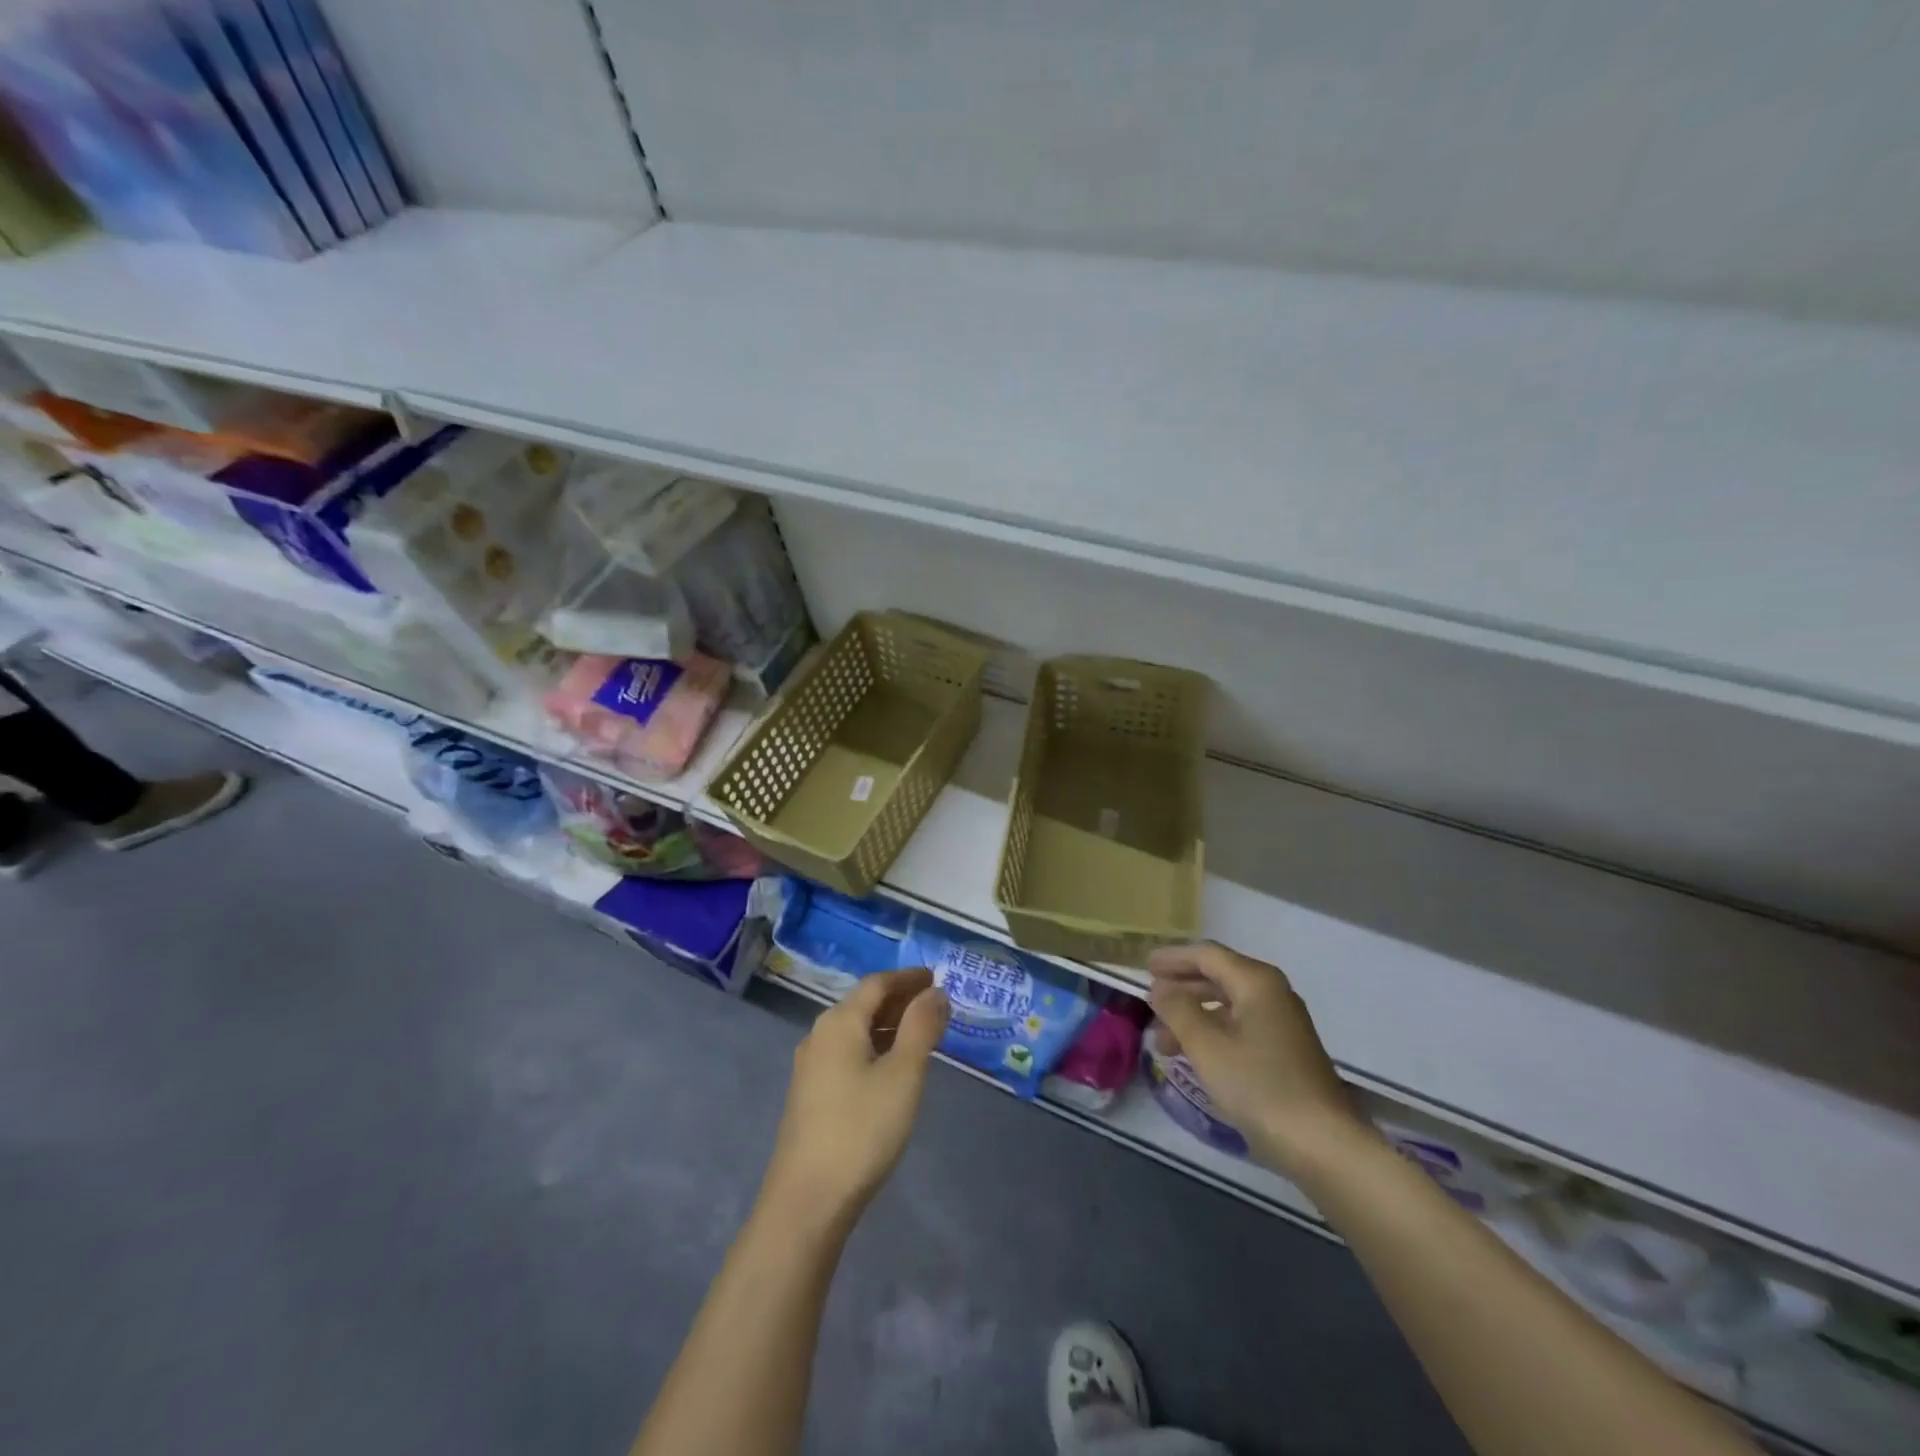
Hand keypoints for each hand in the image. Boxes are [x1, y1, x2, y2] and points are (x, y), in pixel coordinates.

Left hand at [758, 969, 949, 1238]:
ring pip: (854, 1031)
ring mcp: (810, 1067)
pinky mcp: (809, 1096)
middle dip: (899, 1000)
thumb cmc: (861, 1130)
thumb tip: (936, 992)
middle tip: (934, 1005)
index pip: (877, 983)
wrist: (806, 1202)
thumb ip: (921, 1028)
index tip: (936, 977)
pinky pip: (847, 1054)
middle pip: (863, 1004)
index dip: (908, 977)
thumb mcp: (903, 1075)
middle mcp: (819, 1035)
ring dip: (887, 1026)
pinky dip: (873, 1048)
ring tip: (919, 1035)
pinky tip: (890, 1069)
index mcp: (839, 1022)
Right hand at [1148, 942, 1370, 1177]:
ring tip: (1162, 1038)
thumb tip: (1159, 987)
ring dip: (1193, 1014)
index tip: (1144, 967)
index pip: (1207, 954)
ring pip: (1228, 1004)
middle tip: (1150, 998)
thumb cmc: (1259, 1086)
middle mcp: (1272, 993)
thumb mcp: (1207, 1046)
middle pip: (1218, 975)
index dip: (1173, 958)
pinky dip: (1213, 1031)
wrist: (1323, 1144)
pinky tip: (1194, 1054)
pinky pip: (1240, 1025)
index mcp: (1256, 981)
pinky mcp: (1286, 1050)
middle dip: (1181, 986)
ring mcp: (1282, 1022)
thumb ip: (1177, 1010)